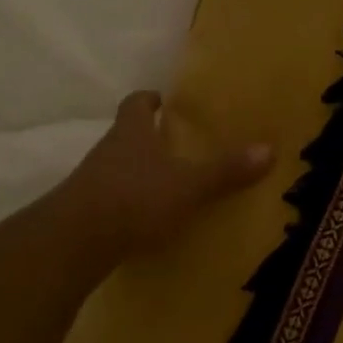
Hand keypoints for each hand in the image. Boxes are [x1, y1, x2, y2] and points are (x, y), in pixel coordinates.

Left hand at [64, 90, 273, 257]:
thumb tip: (269, 148)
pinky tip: (150, 218)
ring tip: (170, 183)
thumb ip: (226, 170)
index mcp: (131, 134)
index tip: (162, 100)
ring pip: (119, 168)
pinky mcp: (86, 213)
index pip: (136, 105)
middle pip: (126, 135)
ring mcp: (92, 182)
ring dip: (140, 172)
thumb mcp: (189, 185)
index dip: (149, 100)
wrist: (74, 242)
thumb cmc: (134, 199)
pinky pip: (113, 199)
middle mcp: (108, 151)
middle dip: (149, 137)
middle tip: (177, 144)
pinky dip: (131, 203)